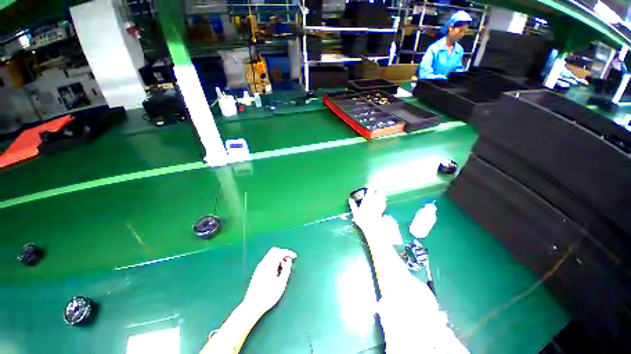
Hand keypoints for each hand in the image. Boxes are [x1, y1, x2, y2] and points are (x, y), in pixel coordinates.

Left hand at [243, 247, 296, 314]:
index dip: (289, 253)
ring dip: (279, 257)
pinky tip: (277, 270)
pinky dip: (274, 260)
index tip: (294, 257)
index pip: (280, 252)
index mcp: (270, 265)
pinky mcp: (258, 270)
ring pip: (271, 255)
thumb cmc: (268, 296)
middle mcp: (264, 263)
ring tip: (284, 267)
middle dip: (283, 253)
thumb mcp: (281, 283)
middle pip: (275, 251)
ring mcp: (260, 266)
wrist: (252, 305)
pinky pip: (268, 260)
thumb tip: (289, 261)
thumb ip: (286, 269)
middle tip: (289, 260)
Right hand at [348, 188, 386, 229]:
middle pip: (378, 192)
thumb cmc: (362, 220)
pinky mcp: (382, 210)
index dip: (369, 187)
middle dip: (377, 188)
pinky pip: (384, 203)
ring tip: (380, 192)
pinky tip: (383, 201)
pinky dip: (383, 201)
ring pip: (382, 197)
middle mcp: (374, 201)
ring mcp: (379, 205)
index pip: (369, 191)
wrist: (372, 227)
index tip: (368, 185)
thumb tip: (350, 199)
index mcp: (367, 200)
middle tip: (376, 186)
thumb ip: (353, 205)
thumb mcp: (355, 212)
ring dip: (381, 194)